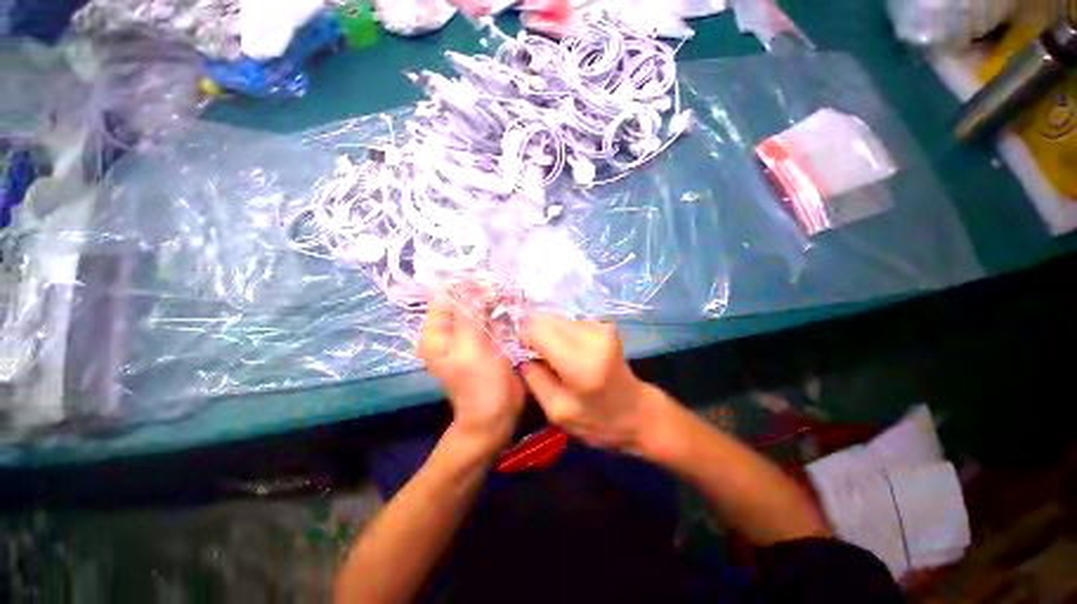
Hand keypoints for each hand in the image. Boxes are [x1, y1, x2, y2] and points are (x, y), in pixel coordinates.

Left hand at [419, 298, 524, 450]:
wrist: (496, 415)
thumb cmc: (479, 385)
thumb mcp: (471, 349)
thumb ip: (469, 315)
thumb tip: (471, 283)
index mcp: (436, 334)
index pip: (445, 297)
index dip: (464, 285)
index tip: (488, 279)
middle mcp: (450, 332)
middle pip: (464, 301)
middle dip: (483, 292)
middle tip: (504, 287)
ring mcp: (470, 336)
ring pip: (481, 309)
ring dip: (495, 301)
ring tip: (512, 295)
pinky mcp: (487, 341)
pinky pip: (492, 320)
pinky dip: (502, 313)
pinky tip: (515, 307)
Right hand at [521, 314, 659, 450]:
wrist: (638, 412)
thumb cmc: (598, 421)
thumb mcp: (557, 412)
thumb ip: (534, 379)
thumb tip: (519, 352)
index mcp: (580, 363)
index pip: (536, 330)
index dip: (522, 337)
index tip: (518, 351)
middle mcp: (593, 337)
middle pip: (546, 319)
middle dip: (533, 333)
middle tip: (533, 355)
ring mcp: (601, 327)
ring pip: (556, 319)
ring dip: (548, 334)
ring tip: (552, 357)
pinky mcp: (605, 325)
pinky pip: (569, 322)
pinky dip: (561, 334)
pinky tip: (567, 352)